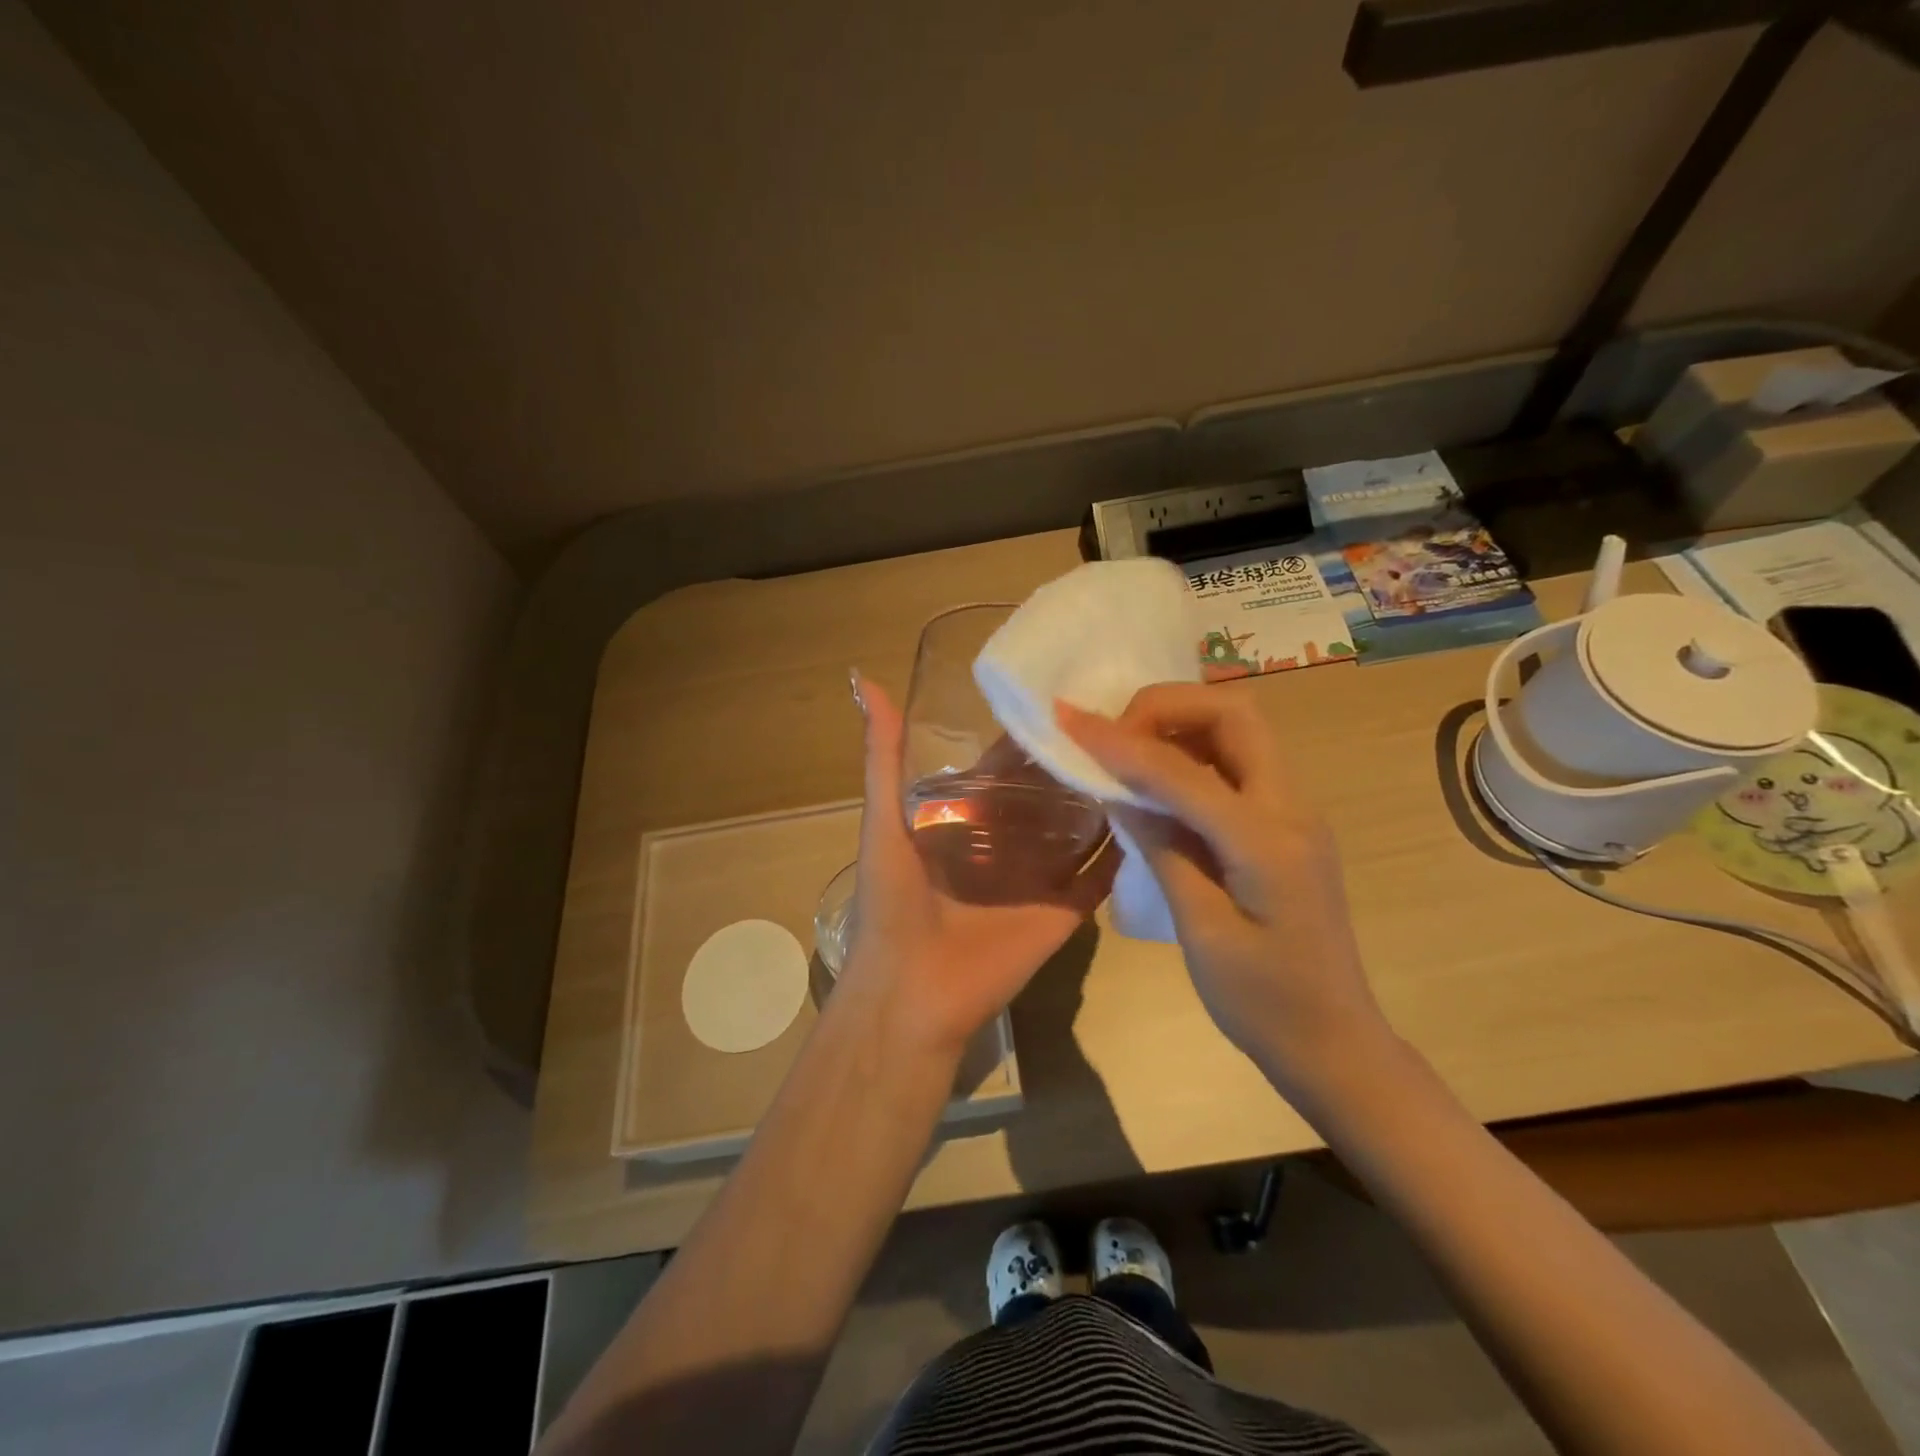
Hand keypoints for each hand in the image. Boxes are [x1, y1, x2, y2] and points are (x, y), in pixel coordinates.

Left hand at [835, 672, 1118, 1059]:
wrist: (911, 992)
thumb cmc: (893, 903)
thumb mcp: (883, 820)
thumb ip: (882, 756)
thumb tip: (864, 679)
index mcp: (965, 822)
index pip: (1003, 770)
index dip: (1027, 739)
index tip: (1064, 698)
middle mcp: (1005, 845)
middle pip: (1046, 797)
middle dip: (1073, 764)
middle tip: (1120, 719)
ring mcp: (1038, 878)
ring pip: (1078, 831)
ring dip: (1103, 800)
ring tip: (1145, 755)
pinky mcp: (1064, 910)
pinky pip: (1100, 877)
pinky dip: (1123, 852)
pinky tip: (1155, 812)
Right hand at [1059, 684, 1388, 1094]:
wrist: (1334, 1043)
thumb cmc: (1264, 1003)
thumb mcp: (1201, 930)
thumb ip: (1162, 848)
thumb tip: (1117, 788)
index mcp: (1268, 841)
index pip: (1183, 770)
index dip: (1121, 742)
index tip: (1068, 722)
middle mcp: (1291, 808)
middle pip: (1233, 715)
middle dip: (1166, 707)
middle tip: (1112, 736)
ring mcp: (1294, 812)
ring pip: (1238, 731)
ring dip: (1179, 724)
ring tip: (1125, 751)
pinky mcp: (1284, 825)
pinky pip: (1236, 764)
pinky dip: (1191, 753)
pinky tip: (1156, 782)